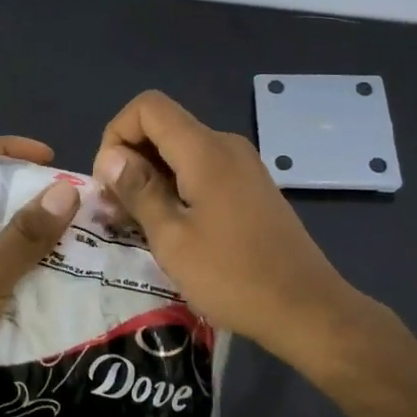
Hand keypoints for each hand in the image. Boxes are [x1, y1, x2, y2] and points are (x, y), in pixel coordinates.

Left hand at [0, 136, 79, 416]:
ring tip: (78, 240)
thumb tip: (66, 189)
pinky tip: (61, 279)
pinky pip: (1, 272)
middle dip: (30, 196)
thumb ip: (25, 236)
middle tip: (74, 205)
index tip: (50, 159)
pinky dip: (28, 270)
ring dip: (34, 236)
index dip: (6, 149)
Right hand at [92, 91, 369, 369]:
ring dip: (152, 177)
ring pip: (182, 151)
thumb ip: (139, 191)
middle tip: (116, 211)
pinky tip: (171, 228)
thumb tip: (111, 157)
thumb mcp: (172, 238)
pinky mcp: (251, 188)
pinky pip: (202, 170)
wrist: (307, 309)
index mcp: (205, 150)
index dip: (117, 134)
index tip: (109, 182)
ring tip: (137, 224)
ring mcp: (243, 166)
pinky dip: (177, 187)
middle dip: (131, 159)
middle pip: (164, 127)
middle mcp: (226, 145)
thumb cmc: (233, 276)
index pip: (148, 107)